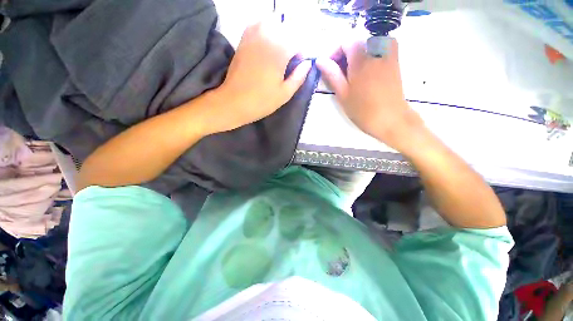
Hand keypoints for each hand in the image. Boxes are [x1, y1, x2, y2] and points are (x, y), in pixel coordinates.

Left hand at [212, 21, 311, 132]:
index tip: (298, 66)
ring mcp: (252, 36)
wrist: (234, 102)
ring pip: (271, 22)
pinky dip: (265, 29)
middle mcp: (266, 37)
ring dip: (279, 34)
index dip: (301, 54)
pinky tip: (266, 44)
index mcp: (279, 51)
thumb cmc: (262, 101)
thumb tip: (308, 64)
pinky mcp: (243, 40)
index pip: (298, 42)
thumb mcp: (285, 94)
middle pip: (286, 29)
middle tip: (289, 60)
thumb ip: (299, 77)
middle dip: (292, 42)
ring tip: (279, 51)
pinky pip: (257, 25)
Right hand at [316, 38, 423, 151]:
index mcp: (361, 59)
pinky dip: (369, 56)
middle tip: (339, 74)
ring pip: (368, 45)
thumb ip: (332, 74)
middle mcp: (376, 51)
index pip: (345, 42)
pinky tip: (366, 71)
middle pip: (357, 43)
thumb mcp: (343, 94)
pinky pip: (380, 49)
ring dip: (356, 56)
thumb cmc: (363, 110)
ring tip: (351, 74)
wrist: (391, 119)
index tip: (329, 68)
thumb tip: (320, 60)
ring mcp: (388, 55)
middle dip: (344, 55)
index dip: (334, 53)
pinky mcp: (394, 61)